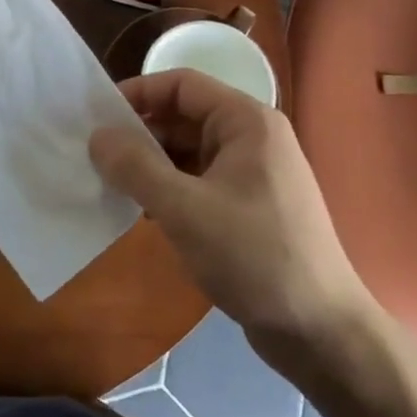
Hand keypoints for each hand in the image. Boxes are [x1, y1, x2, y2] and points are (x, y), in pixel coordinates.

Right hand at [89, 69, 382, 377]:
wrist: (320, 332)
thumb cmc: (254, 257)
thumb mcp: (184, 209)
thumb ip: (135, 167)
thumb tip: (96, 136)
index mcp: (246, 122)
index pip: (182, 84)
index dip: (138, 93)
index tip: (97, 116)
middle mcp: (252, 138)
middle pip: (184, 116)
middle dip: (140, 132)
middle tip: (95, 154)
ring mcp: (254, 173)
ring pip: (189, 151)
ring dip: (151, 163)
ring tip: (111, 183)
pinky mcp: (250, 206)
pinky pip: (199, 180)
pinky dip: (170, 188)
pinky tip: (144, 212)